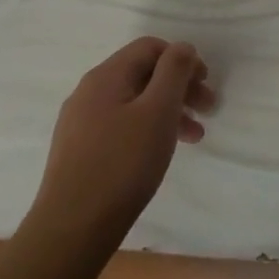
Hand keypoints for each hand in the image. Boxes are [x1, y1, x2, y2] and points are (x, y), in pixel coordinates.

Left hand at [29, 37, 215, 244]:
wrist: (70, 231)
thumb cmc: (122, 164)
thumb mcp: (159, 111)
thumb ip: (174, 71)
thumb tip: (182, 48)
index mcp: (106, 76)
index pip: (150, 47)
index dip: (182, 58)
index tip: (205, 83)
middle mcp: (89, 92)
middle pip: (143, 74)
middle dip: (179, 87)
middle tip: (208, 110)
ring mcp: (80, 123)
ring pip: (134, 102)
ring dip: (168, 111)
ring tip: (194, 137)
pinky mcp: (79, 151)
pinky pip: (121, 125)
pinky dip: (147, 129)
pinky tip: (160, 152)